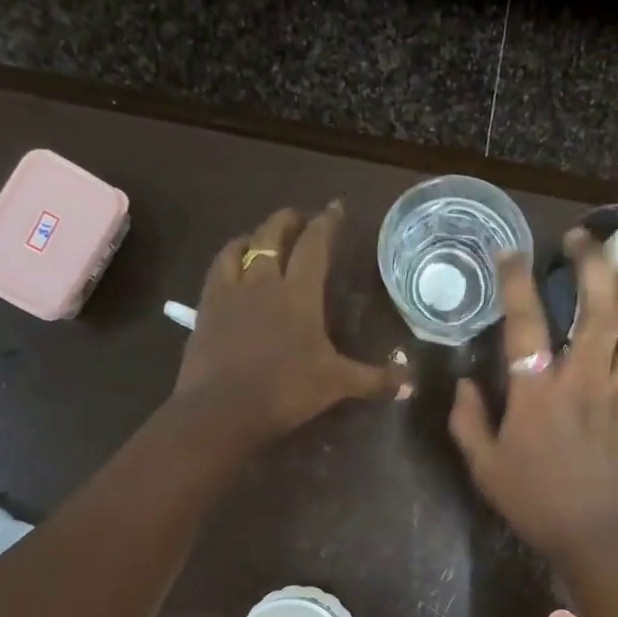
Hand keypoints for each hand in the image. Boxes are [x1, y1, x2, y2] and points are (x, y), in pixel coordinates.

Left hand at [176, 202, 407, 439]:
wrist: (223, 409)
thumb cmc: (286, 390)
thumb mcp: (336, 385)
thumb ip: (374, 380)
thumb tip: (411, 385)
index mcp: (298, 292)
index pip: (314, 245)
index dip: (327, 223)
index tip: (336, 207)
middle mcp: (263, 280)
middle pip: (273, 234)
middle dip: (289, 220)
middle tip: (301, 218)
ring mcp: (230, 292)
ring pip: (240, 247)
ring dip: (255, 236)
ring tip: (262, 238)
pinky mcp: (205, 308)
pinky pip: (216, 270)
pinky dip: (228, 259)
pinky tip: (232, 268)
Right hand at [449, 230, 617, 562]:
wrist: (594, 532)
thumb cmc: (534, 501)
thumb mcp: (483, 466)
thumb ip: (467, 419)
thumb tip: (463, 382)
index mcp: (537, 394)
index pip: (525, 322)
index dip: (516, 281)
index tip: (509, 252)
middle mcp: (582, 379)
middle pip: (595, 307)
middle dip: (589, 263)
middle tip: (579, 237)